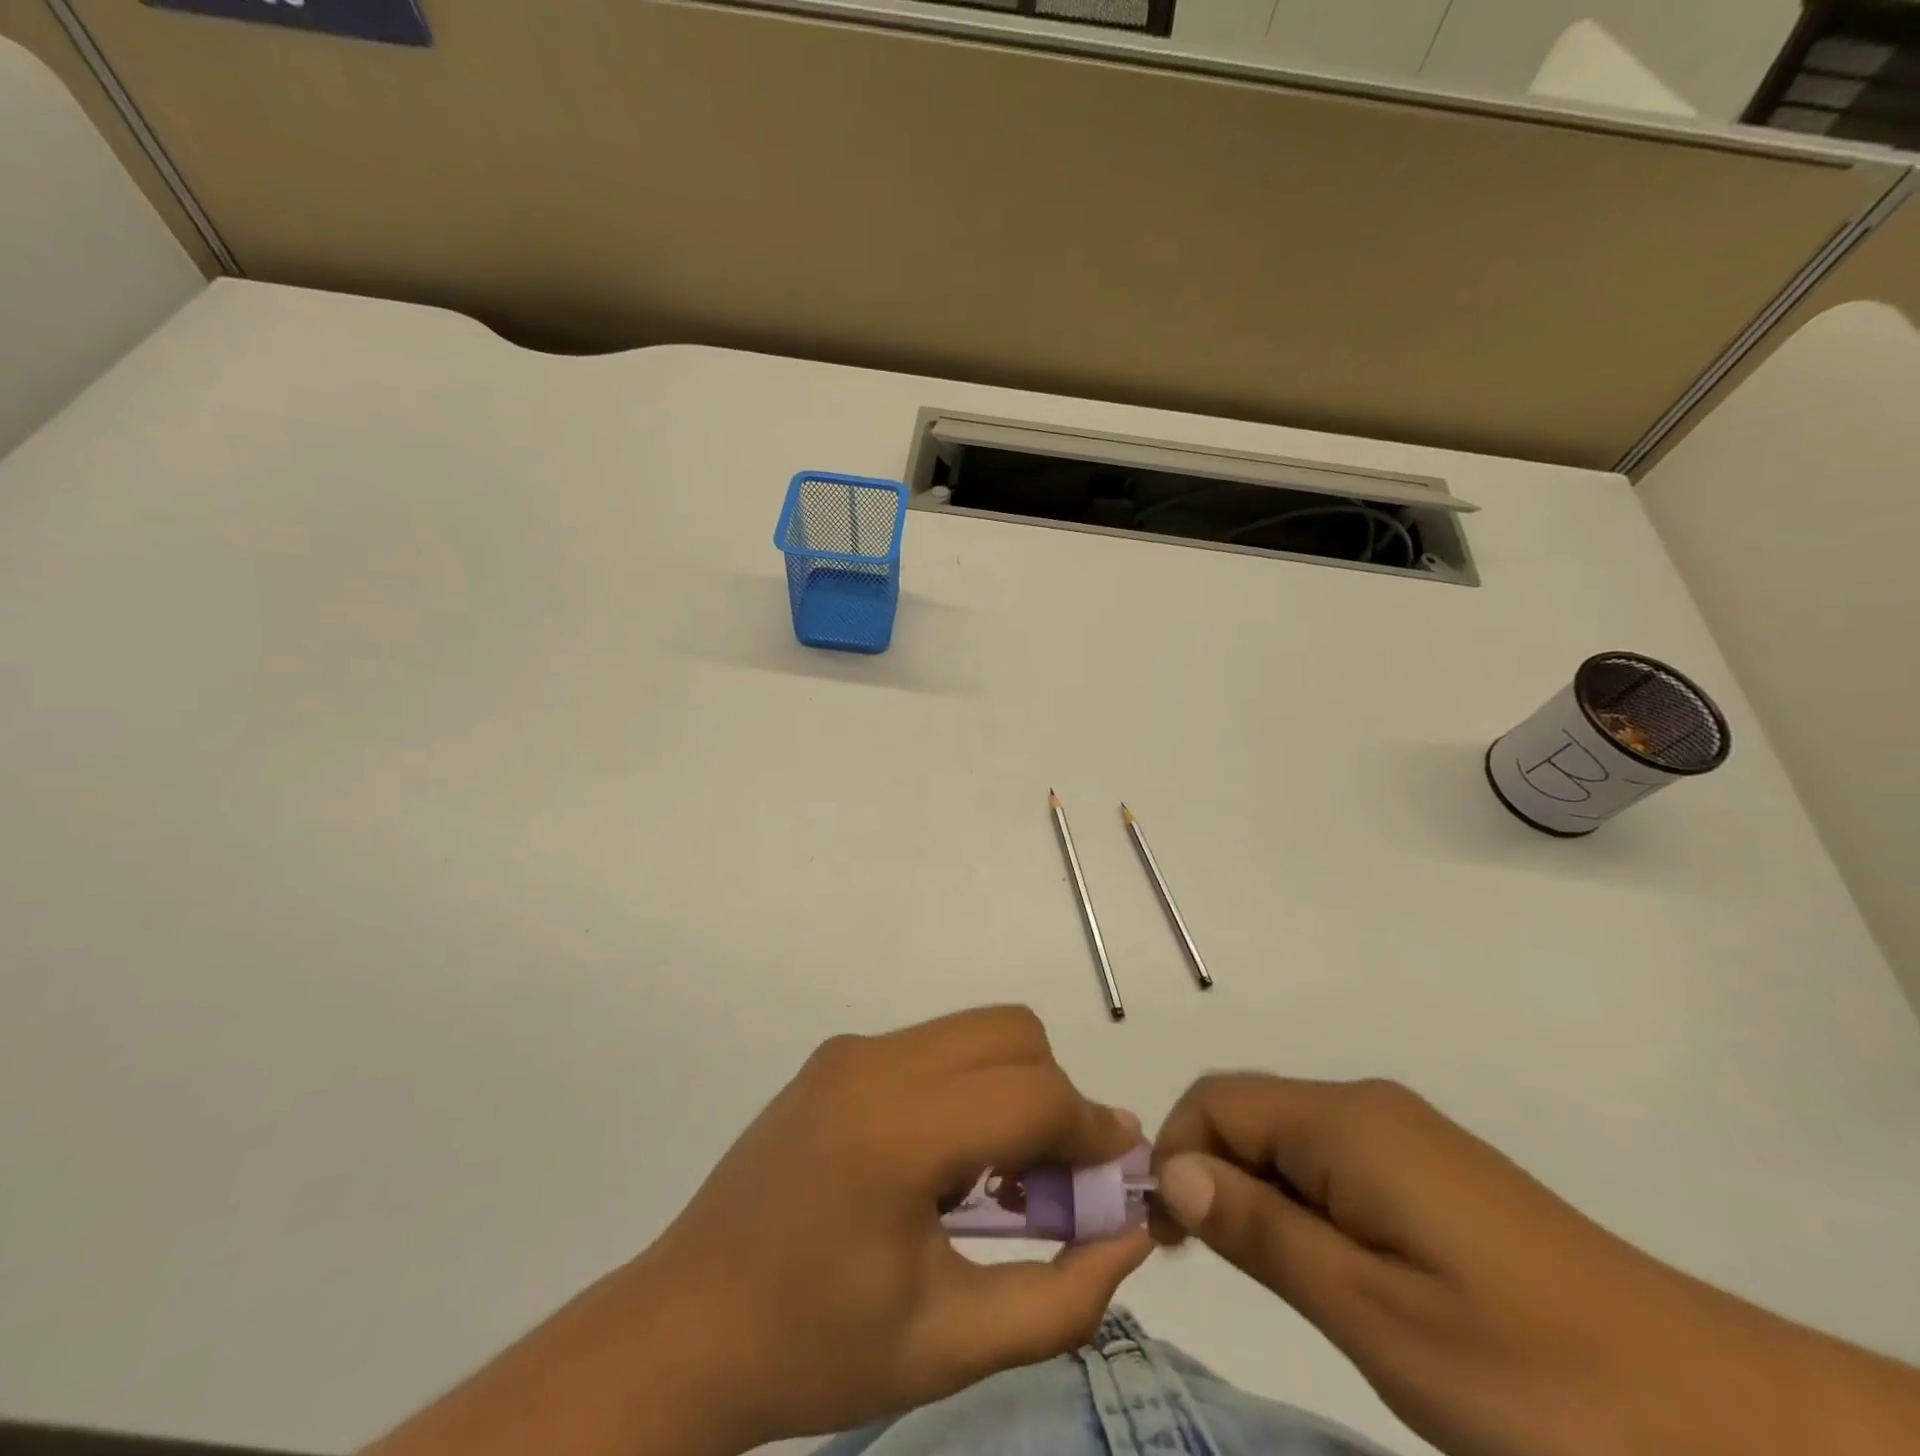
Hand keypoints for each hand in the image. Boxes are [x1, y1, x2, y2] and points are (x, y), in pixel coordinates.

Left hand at [637, 1005, 1151, 1446]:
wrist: (685, 1330)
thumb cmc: (815, 1349)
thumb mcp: (951, 1345)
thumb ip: (1061, 1296)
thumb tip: (1131, 1232)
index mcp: (897, 1130)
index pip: (1032, 1094)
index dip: (1091, 1132)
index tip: (1115, 1180)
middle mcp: (874, 1062)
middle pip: (1011, 1034)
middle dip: (1054, 1097)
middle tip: (1055, 1182)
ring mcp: (850, 1051)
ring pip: (975, 1032)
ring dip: (1012, 1088)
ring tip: (1000, 1178)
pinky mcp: (836, 1057)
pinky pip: (933, 1047)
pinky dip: (968, 1086)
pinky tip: (946, 1163)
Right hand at [1151, 1075, 1867, 1455]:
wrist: (1733, 1424)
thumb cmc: (1534, 1377)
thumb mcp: (1373, 1315)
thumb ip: (1261, 1229)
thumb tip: (1172, 1171)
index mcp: (1346, 1124)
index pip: (1215, 1101)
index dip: (1173, 1152)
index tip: (1167, 1238)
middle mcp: (1369, 1107)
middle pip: (1248, 1113)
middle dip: (1209, 1172)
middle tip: (1208, 1264)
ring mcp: (1408, 1137)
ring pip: (1289, 1139)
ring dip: (1254, 1192)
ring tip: (1271, 1277)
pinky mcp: (1436, 1172)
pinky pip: (1334, 1163)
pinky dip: (1302, 1202)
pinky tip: (1332, 1270)